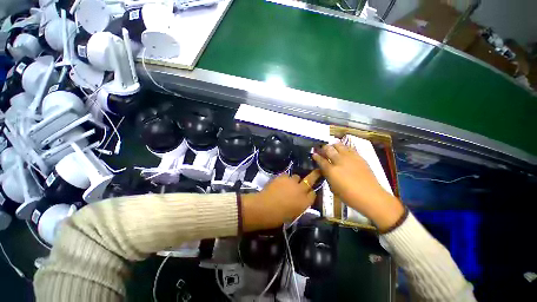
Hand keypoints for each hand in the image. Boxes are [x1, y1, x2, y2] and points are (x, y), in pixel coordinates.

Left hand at [241, 171, 320, 231]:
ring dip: (294, 180)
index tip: (308, 193)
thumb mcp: (293, 214)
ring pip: (296, 176)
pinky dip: (284, 178)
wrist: (264, 207)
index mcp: (305, 203)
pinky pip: (286, 175)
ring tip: (287, 184)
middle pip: (310, 180)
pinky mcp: (283, 176)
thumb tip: (298, 200)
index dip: (310, 193)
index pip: (313, 194)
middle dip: (315, 175)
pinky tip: (279, 183)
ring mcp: (292, 182)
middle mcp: (301, 190)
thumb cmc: (277, 217)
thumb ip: (299, 205)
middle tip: (317, 171)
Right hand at [312, 143, 403, 231]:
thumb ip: (328, 177)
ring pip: (339, 145)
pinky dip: (344, 148)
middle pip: (328, 149)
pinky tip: (343, 151)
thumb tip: (325, 170)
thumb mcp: (333, 188)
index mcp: (331, 170)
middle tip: (322, 150)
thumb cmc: (349, 196)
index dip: (316, 156)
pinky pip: (349, 148)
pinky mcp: (359, 157)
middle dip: (323, 148)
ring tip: (332, 148)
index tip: (314, 153)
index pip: (321, 160)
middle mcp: (339, 161)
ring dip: (333, 146)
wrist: (371, 196)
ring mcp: (350, 157)